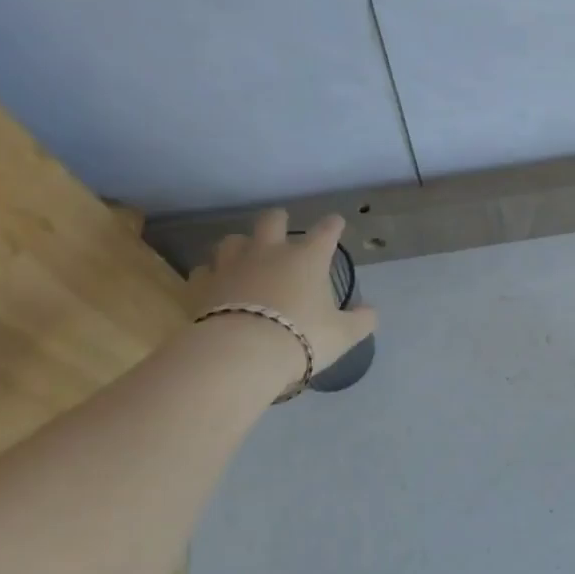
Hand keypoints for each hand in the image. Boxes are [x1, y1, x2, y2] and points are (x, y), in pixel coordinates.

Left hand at [189, 210, 377, 387]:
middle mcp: (270, 252)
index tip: (336, 223)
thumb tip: (370, 311)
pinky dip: (212, 275)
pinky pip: (205, 271)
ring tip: (244, 255)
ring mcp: (233, 265)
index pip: (326, 231)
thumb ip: (361, 320)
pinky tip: (216, 284)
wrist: (242, 354)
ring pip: (232, 240)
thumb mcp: (343, 334)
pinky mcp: (204, 285)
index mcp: (308, 258)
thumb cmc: (301, 337)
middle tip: (282, 225)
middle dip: (279, 219)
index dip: (333, 225)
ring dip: (241, 245)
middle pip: (272, 220)